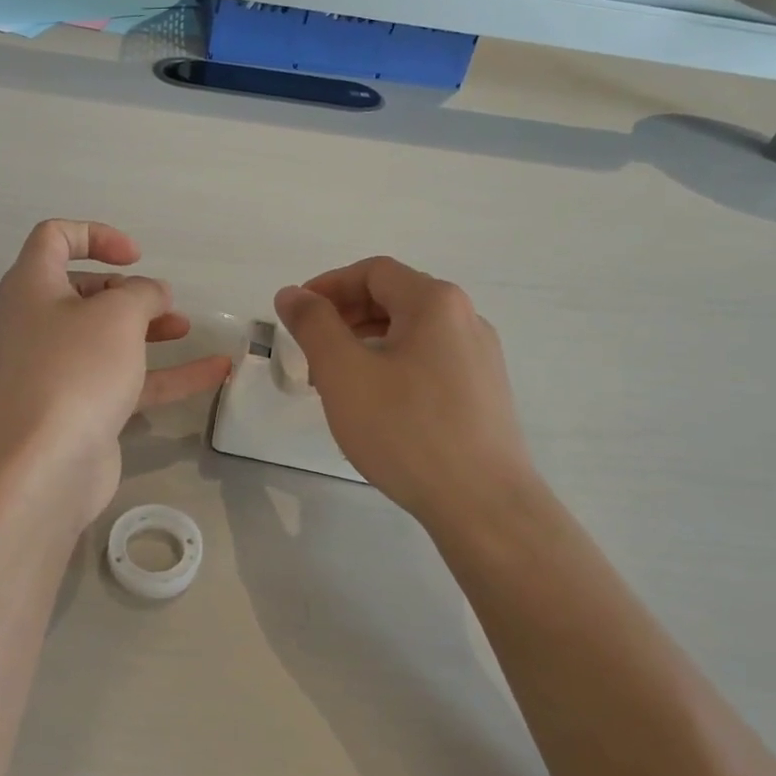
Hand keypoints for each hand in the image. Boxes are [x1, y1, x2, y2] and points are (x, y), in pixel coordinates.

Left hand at [0, 220, 230, 527]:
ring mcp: (59, 369)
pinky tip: (215, 371)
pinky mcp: (81, 408)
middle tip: (159, 301)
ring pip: (107, 336)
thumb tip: (154, 294)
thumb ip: (143, 293)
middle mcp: (39, 323)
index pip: (54, 238)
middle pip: (83, 290)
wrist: (44, 466)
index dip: (96, 235)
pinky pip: (127, 379)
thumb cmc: (75, 370)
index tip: (136, 256)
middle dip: (127, 289)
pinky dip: (167, 373)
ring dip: (148, 328)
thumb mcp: (117, 315)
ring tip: (186, 327)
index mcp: (33, 287)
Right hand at [275, 258, 531, 531]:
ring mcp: (480, 357)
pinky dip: (393, 365)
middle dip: (345, 316)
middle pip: (394, 298)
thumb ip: (313, 325)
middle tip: (311, 350)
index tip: (296, 314)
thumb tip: (292, 293)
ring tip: (336, 381)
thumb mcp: (344, 373)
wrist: (483, 503)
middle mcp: (465, 319)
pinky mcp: (484, 392)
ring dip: (366, 343)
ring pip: (411, 332)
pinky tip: (376, 404)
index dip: (328, 285)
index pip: (373, 272)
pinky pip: (429, 361)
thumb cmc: (406, 430)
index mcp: (435, 302)